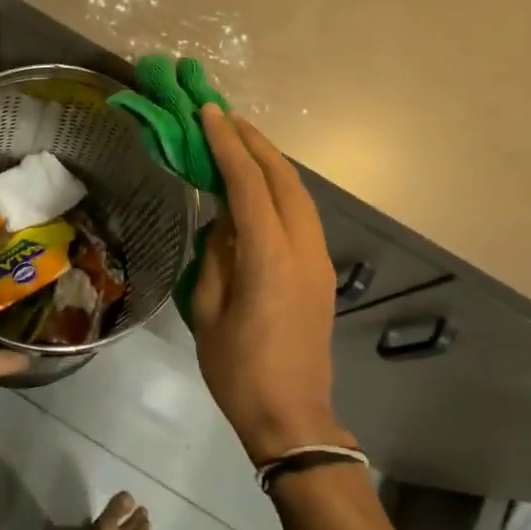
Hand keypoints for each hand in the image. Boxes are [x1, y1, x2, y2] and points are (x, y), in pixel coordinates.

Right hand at [192, 106, 356, 463]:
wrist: (292, 416)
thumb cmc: (238, 370)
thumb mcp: (209, 311)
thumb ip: (216, 257)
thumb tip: (222, 224)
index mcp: (269, 256)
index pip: (248, 184)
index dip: (227, 145)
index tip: (208, 113)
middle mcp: (302, 248)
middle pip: (283, 178)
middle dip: (254, 142)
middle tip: (223, 116)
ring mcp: (318, 259)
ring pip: (298, 194)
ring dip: (270, 163)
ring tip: (240, 143)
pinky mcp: (322, 273)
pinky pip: (302, 215)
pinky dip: (280, 190)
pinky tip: (259, 188)